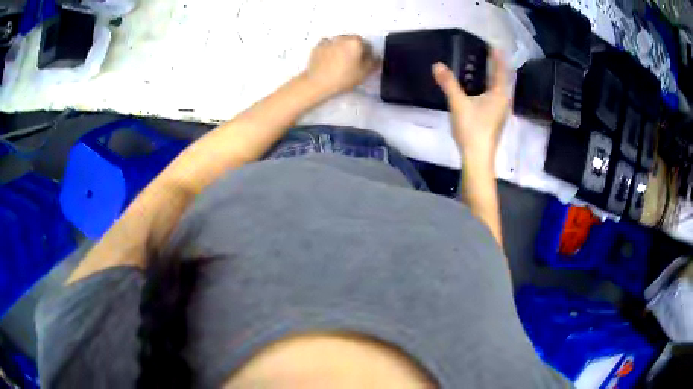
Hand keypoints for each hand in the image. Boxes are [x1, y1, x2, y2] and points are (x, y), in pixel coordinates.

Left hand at [303, 35, 379, 96]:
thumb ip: (373, 62)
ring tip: (339, 62)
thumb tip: (376, 57)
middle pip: (353, 42)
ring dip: (342, 49)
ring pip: (340, 43)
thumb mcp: (364, 73)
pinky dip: (330, 50)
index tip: (364, 64)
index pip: (367, 45)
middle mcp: (342, 37)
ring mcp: (328, 40)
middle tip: (352, 64)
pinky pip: (327, 46)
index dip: (367, 54)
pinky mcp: (317, 46)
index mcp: (356, 41)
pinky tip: (329, 60)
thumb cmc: (344, 78)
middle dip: (354, 50)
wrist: (317, 83)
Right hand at [432, 50, 509, 169]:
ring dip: (493, 78)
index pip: (500, 71)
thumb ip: (449, 84)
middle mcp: (503, 102)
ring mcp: (500, 112)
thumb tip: (437, 65)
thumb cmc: (472, 130)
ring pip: (498, 90)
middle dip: (496, 66)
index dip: (497, 57)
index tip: (494, 45)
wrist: (478, 158)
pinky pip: (494, 98)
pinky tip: (480, 89)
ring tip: (484, 68)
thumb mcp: (458, 104)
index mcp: (499, 95)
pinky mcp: (494, 120)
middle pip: (501, 80)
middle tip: (487, 53)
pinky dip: (488, 88)